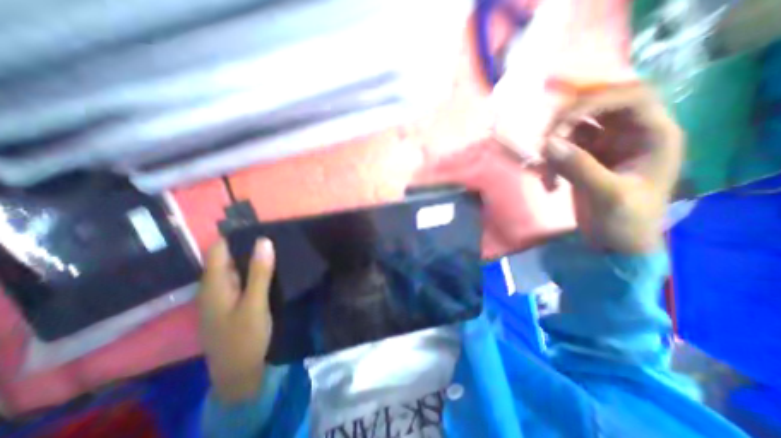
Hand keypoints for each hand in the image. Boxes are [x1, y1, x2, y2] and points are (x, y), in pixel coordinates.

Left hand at [196, 238, 275, 401]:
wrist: (238, 373)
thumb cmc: (245, 337)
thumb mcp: (255, 303)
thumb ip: (259, 272)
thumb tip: (264, 240)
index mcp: (214, 284)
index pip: (219, 249)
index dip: (237, 234)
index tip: (261, 224)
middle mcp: (213, 286)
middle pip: (227, 257)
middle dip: (248, 244)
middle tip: (275, 235)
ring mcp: (221, 295)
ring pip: (235, 268)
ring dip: (253, 257)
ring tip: (276, 247)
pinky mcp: (231, 302)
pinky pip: (241, 279)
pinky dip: (254, 270)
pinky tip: (270, 269)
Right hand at [541, 83, 681, 252]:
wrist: (615, 243)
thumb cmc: (626, 222)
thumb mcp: (608, 195)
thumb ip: (580, 168)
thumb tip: (548, 144)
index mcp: (652, 136)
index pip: (630, 98)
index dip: (596, 100)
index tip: (563, 121)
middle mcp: (628, 135)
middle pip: (594, 109)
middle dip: (565, 124)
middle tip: (544, 146)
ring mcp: (603, 147)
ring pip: (572, 129)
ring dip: (553, 146)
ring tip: (546, 174)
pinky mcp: (584, 159)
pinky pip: (561, 149)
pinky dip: (549, 162)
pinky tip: (548, 182)